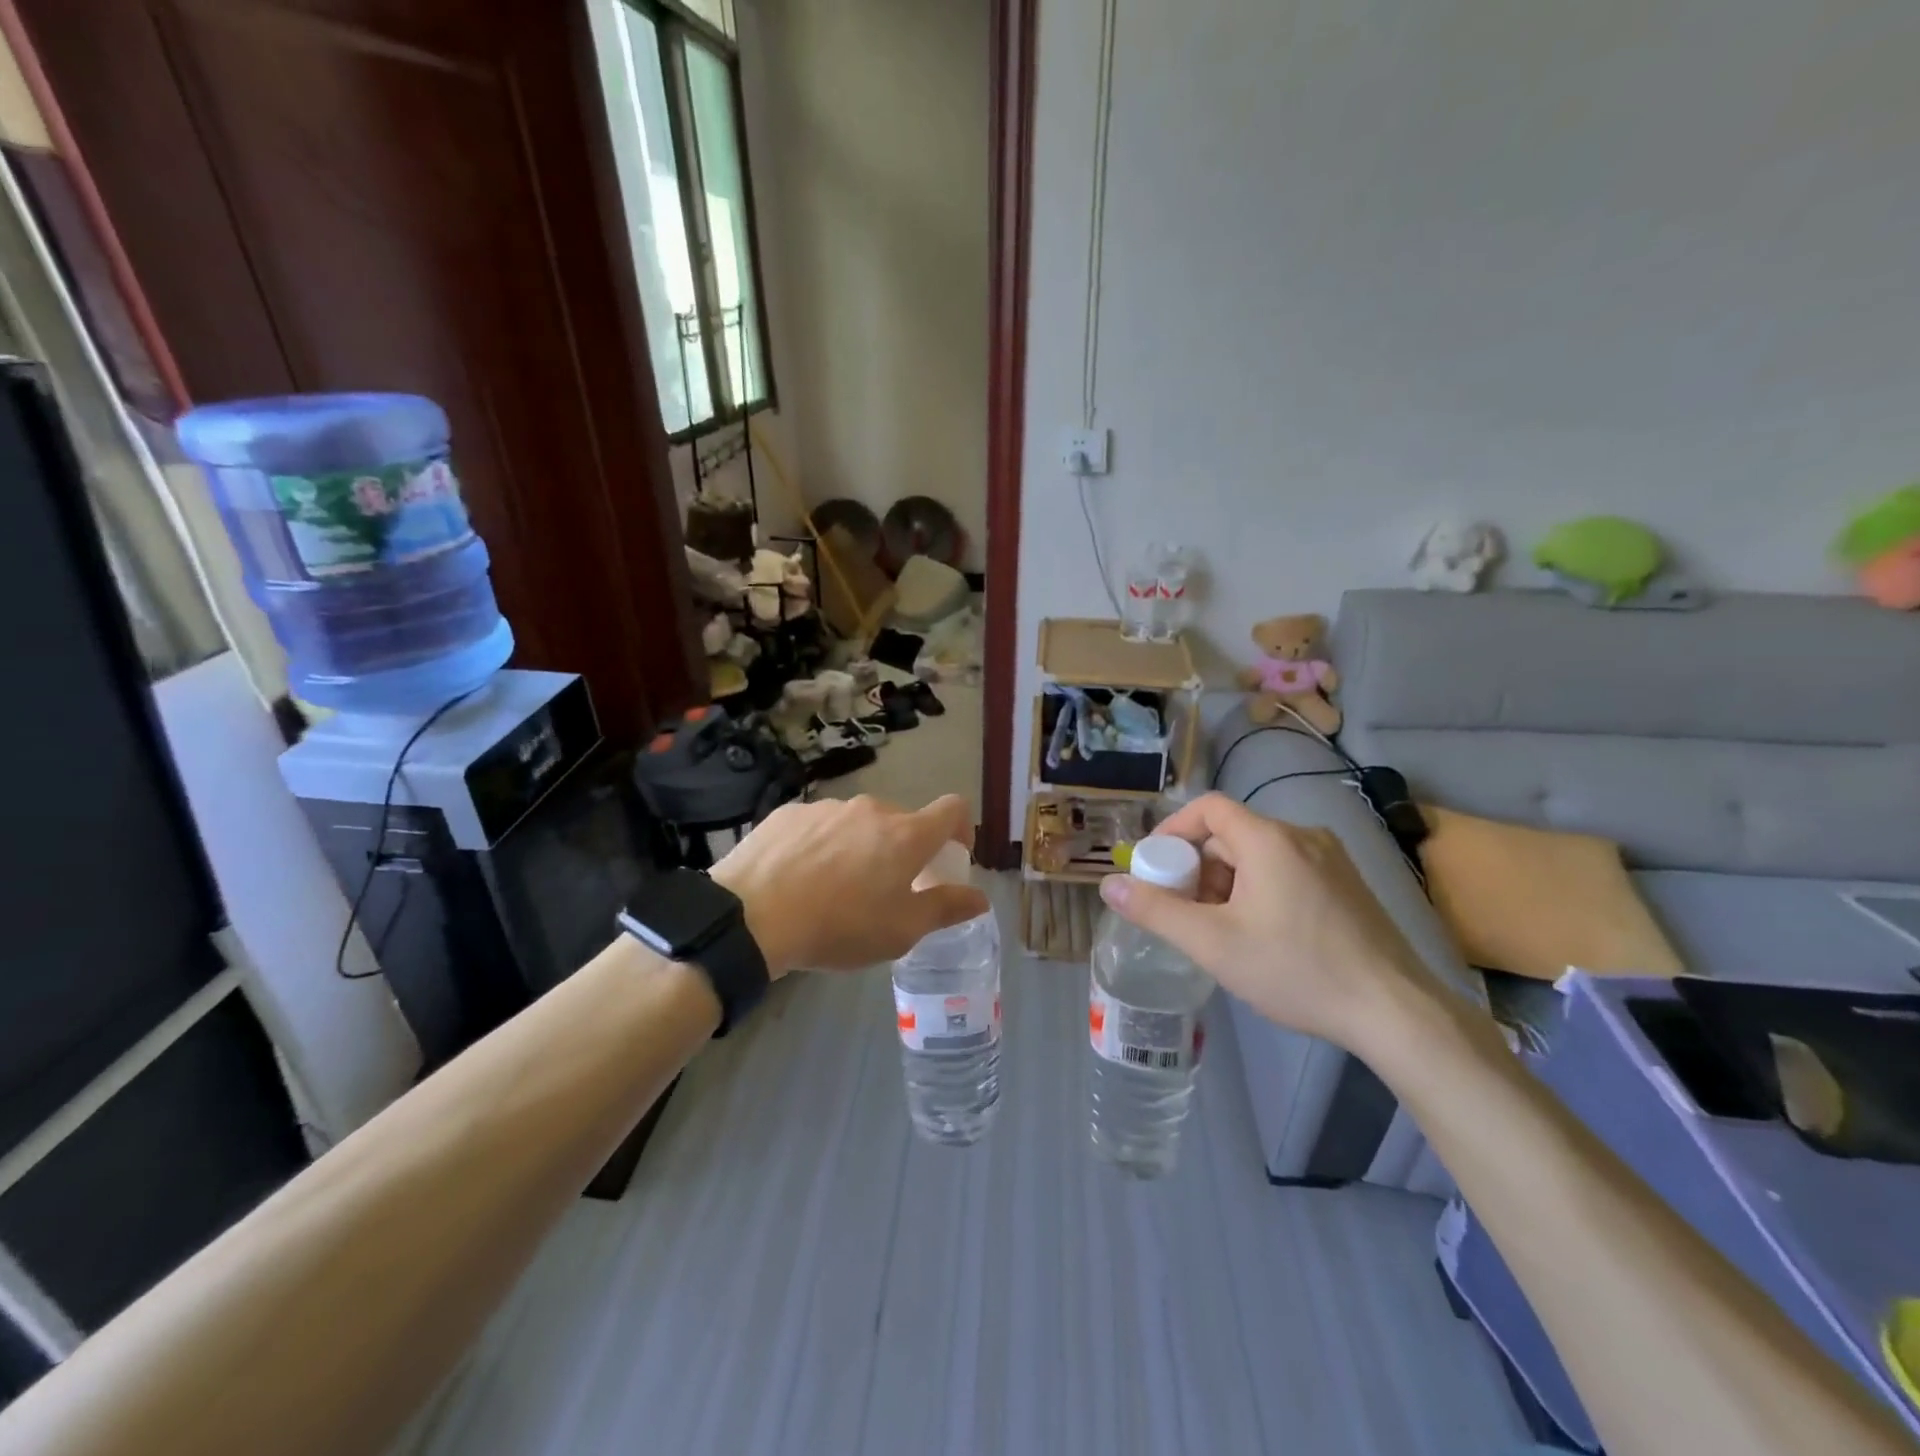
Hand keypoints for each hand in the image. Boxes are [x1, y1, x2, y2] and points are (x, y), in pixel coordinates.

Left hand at [711, 794, 988, 977]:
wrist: (751, 916)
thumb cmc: (840, 926)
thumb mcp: (901, 930)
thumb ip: (945, 908)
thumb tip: (979, 898)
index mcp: (906, 834)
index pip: (953, 809)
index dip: (961, 829)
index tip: (951, 858)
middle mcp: (871, 809)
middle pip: (902, 820)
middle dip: (905, 849)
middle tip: (888, 887)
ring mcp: (827, 807)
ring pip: (858, 823)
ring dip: (861, 847)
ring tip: (837, 888)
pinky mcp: (790, 813)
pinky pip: (820, 825)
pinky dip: (823, 845)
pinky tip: (800, 878)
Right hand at [1098, 792, 1442, 1055]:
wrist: (1395, 1011)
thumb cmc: (1296, 969)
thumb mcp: (1213, 943)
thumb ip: (1156, 910)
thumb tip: (1108, 885)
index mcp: (1268, 839)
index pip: (1208, 808)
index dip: (1174, 830)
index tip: (1155, 866)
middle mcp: (1301, 836)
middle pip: (1232, 834)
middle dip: (1199, 866)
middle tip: (1185, 910)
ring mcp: (1331, 860)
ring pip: (1260, 855)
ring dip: (1228, 882)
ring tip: (1221, 929)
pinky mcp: (1348, 886)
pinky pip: (1288, 871)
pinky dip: (1260, 890)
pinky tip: (1262, 935)